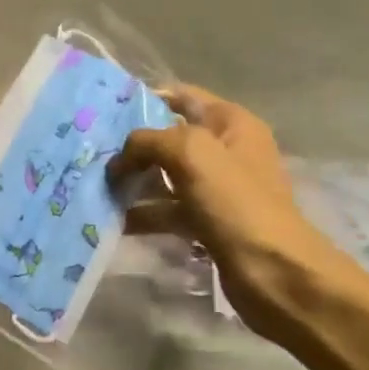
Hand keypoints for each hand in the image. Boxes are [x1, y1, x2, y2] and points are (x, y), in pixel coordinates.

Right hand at [111, 86, 343, 340]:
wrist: (275, 272)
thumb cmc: (236, 203)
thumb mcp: (190, 153)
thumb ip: (148, 141)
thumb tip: (120, 156)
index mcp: (231, 123)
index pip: (181, 97)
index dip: (144, 99)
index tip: (105, 112)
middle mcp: (226, 150)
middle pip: (169, 138)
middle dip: (132, 146)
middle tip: (93, 153)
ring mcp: (218, 189)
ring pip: (165, 177)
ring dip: (134, 182)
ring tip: (96, 188)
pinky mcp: (209, 222)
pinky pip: (169, 210)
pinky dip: (144, 214)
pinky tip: (114, 221)